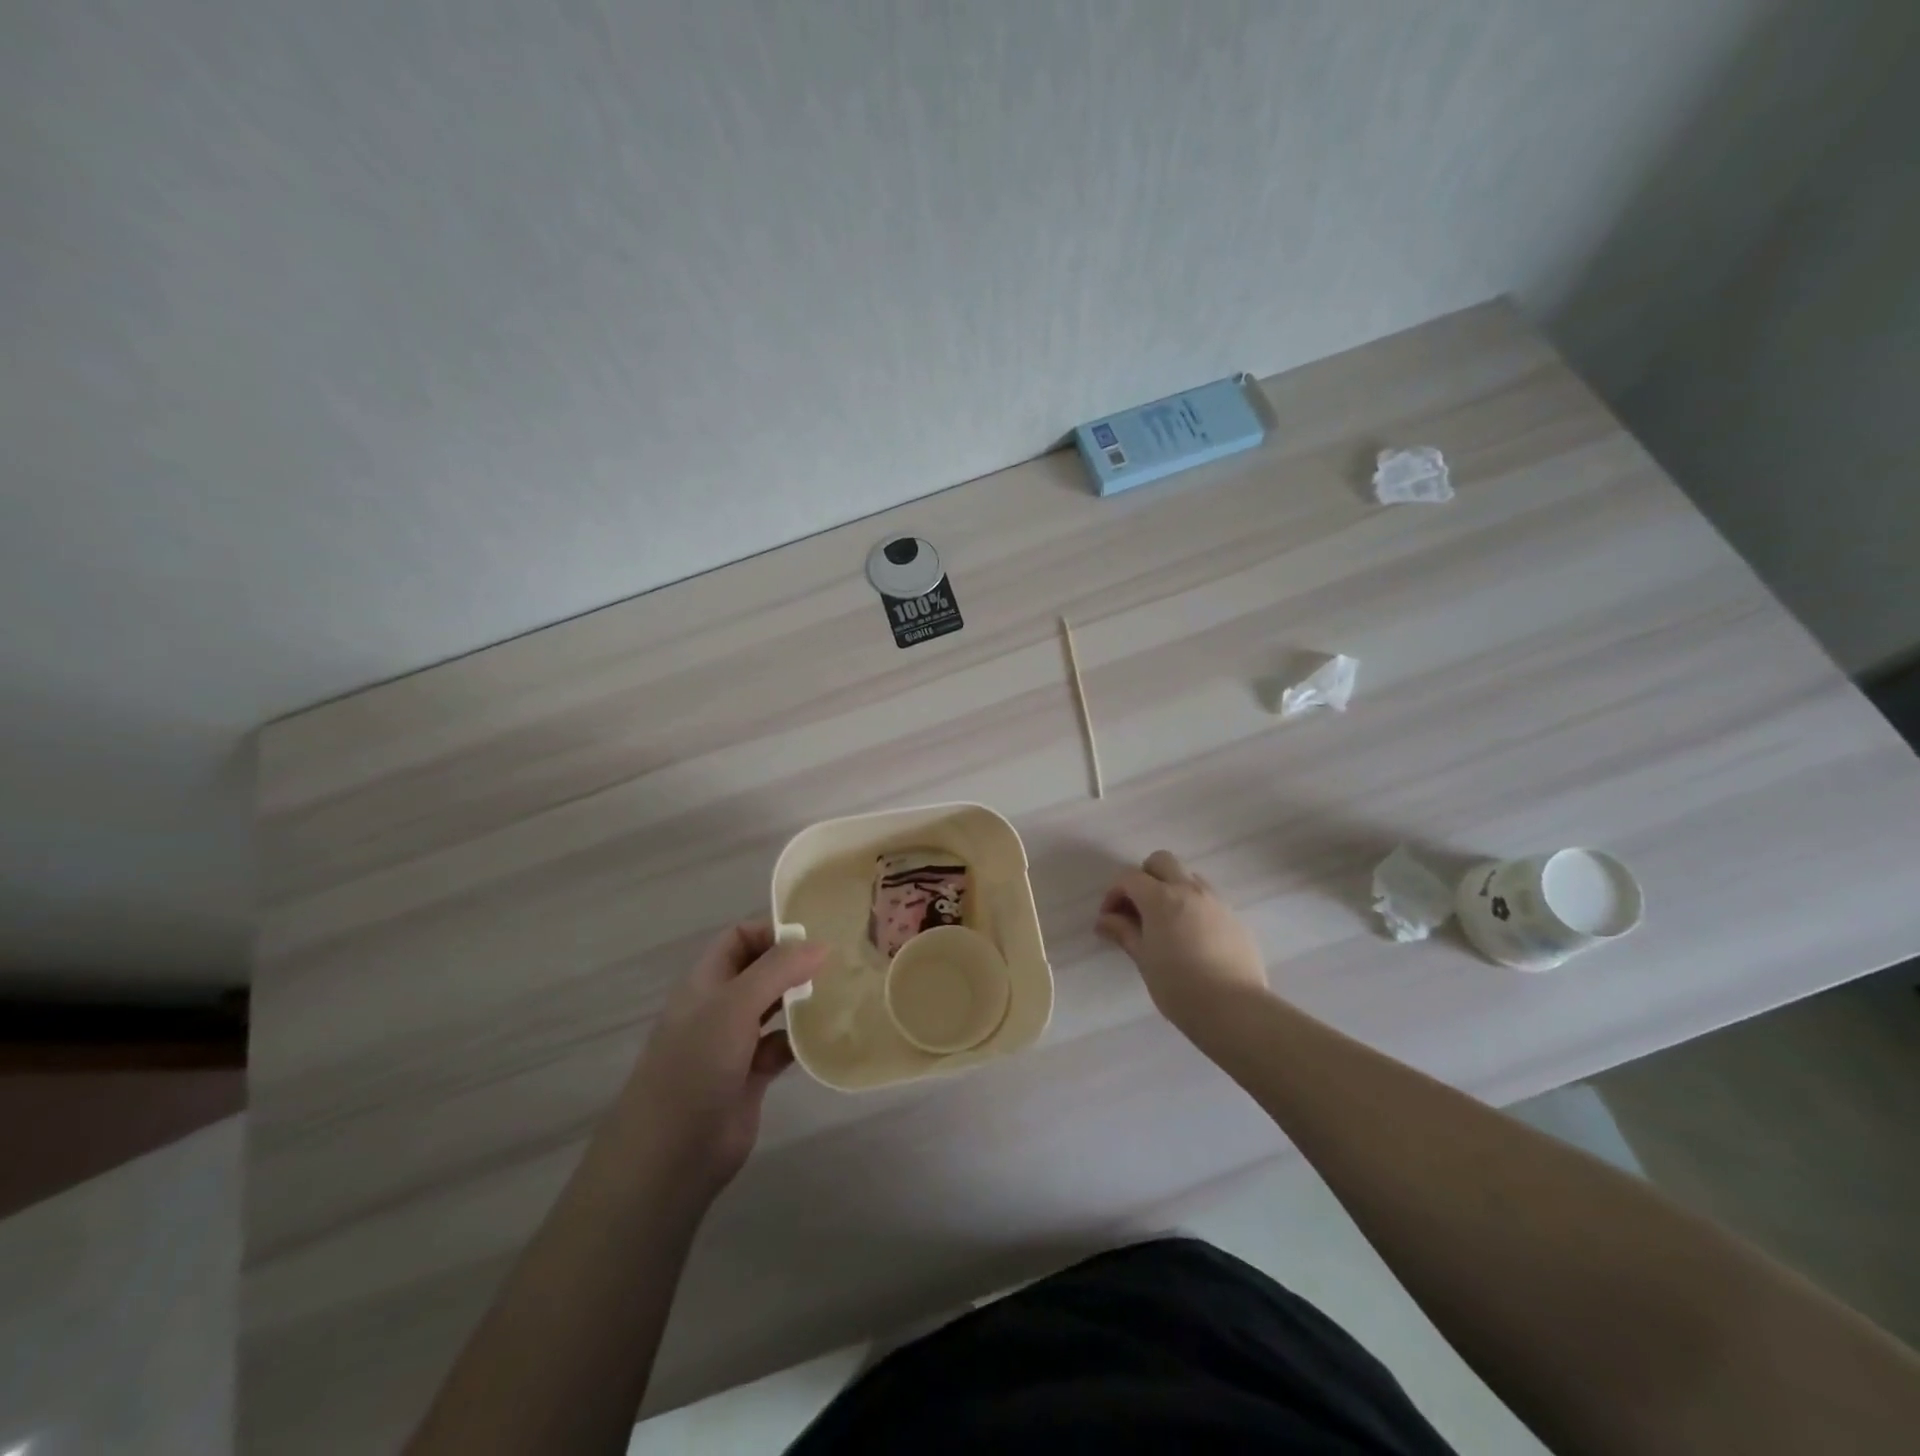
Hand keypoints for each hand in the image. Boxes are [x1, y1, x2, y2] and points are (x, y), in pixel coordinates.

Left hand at [624, 920, 826, 1195]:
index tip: (815, 935)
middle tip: (839, 960)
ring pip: (774, 1008)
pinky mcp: (751, 1076)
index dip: (772, 930)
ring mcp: (735, 1042)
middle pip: (761, 970)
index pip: (740, 937)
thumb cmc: (696, 1064)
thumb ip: (777, 970)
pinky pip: (782, 1046)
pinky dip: (802, 1039)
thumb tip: (821, 944)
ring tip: (842, 991)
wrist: (671, 1153)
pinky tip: (827, 1035)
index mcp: (706, 981)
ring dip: (802, 999)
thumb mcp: (735, 1004)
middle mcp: (720, 1006)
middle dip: (794, 963)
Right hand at [1095, 850, 1268, 1026]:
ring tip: (1167, 923)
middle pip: (1162, 861)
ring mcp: (1216, 901)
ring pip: (1188, 877)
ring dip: (1172, 888)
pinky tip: (1193, 938)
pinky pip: (1209, 899)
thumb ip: (1124, 932)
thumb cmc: (1179, 986)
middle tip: (1139, 909)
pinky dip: (1194, 906)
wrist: (1234, 1009)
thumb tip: (1105, 920)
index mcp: (1161, 898)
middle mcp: (1189, 890)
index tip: (1110, 919)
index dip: (1114, 893)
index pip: (1129, 877)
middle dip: (1145, 877)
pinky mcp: (1235, 917)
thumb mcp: (1144, 959)